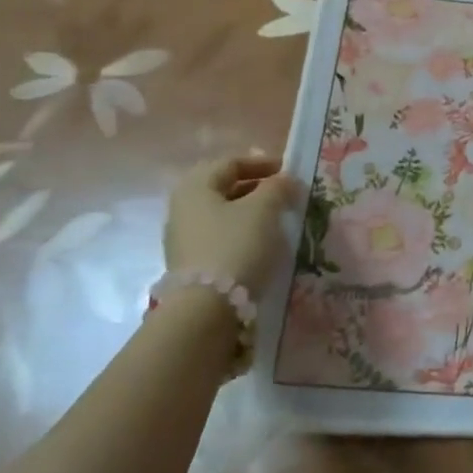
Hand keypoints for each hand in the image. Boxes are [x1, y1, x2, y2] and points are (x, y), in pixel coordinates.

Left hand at [163, 158, 300, 295]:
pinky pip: (222, 237)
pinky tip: (263, 244)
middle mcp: (183, 208)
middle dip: (257, 188)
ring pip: (224, 214)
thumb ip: (277, 187)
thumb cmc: (235, 246)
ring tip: (279, 220)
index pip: (231, 162)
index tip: (289, 171)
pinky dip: (244, 234)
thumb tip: (285, 180)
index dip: (262, 162)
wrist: (206, 309)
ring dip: (252, 212)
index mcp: (195, 186)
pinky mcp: (192, 264)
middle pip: (225, 188)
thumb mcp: (264, 209)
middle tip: (285, 194)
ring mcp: (184, 238)